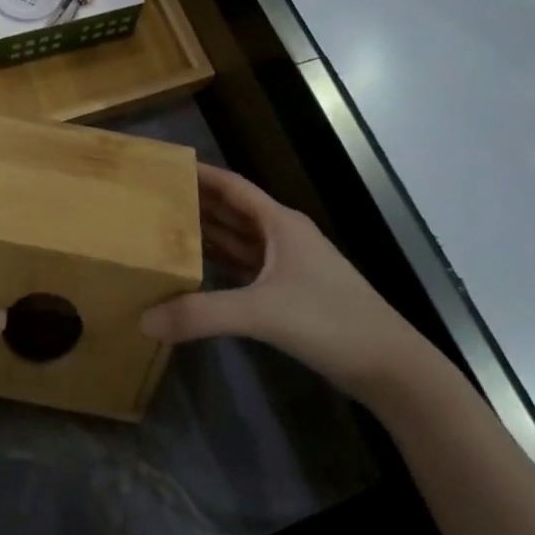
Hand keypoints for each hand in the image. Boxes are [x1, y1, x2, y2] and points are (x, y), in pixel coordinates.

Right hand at [140, 165, 432, 400]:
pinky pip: (246, 270)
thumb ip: (201, 314)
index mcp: (280, 224)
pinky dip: (221, 266)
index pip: (233, 187)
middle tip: (153, 200)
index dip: (202, 174)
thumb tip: (144, 319)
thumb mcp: (262, 313)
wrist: (391, 368)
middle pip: (233, 211)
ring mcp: (290, 267)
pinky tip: (197, 273)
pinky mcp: (292, 296)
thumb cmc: (330, 322)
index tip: (166, 167)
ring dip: (208, 235)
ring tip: (165, 231)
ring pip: (240, 241)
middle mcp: (284, 238)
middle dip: (197, 203)